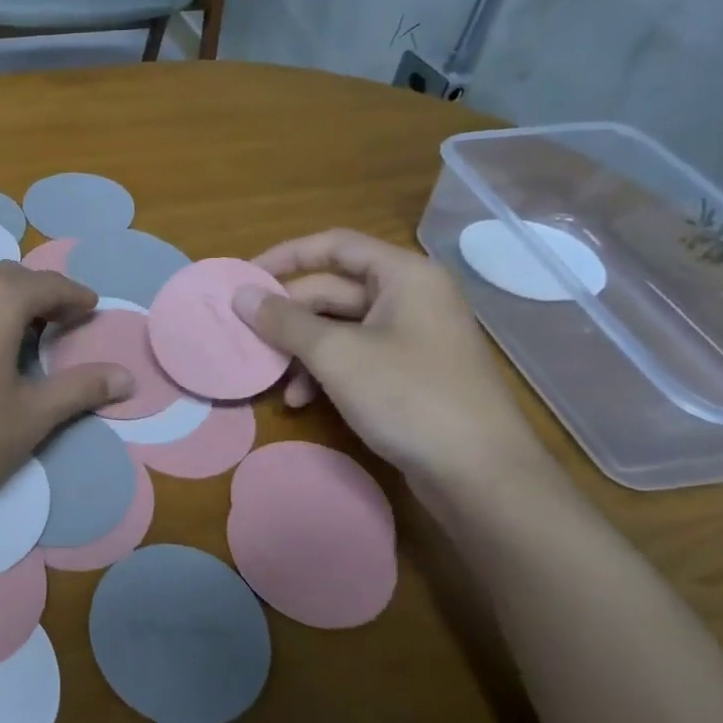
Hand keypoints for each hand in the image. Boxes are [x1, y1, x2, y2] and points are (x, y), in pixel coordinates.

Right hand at [233, 227, 548, 493]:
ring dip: (302, 349)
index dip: (285, 256)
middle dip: (289, 315)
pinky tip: (302, 400)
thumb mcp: (336, 355)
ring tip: (273, 379)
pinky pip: (356, 356)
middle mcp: (411, 297)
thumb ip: (284, 321)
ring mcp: (414, 337)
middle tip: (247, 334)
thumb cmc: (409, 397)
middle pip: (334, 289)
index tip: (244, 277)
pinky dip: (326, 372)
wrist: (482, 477)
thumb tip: (240, 295)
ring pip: (341, 327)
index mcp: (404, 275)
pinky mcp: (412, 373)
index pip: (334, 245)